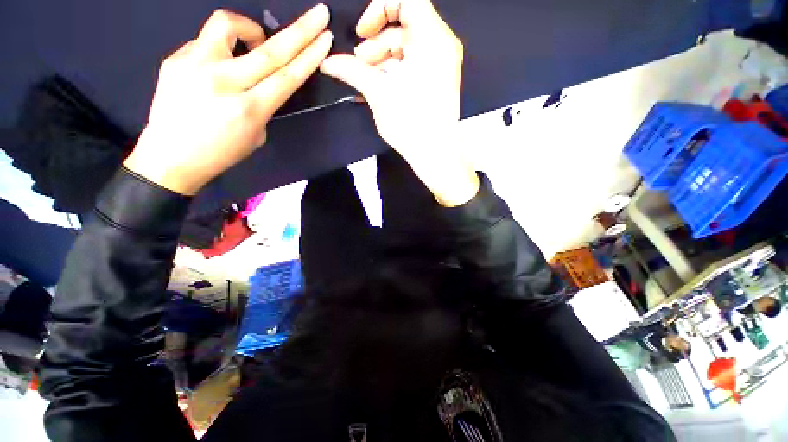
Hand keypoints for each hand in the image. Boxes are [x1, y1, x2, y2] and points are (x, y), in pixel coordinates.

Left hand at [124, 6, 332, 194]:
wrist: (170, 158)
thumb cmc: (221, 153)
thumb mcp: (256, 134)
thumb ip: (264, 104)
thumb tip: (264, 79)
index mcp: (249, 109)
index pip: (287, 76)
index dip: (309, 56)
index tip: (325, 38)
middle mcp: (223, 82)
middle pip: (270, 50)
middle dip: (300, 30)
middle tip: (318, 14)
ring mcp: (195, 65)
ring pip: (229, 25)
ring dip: (251, 28)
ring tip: (254, 41)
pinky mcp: (175, 59)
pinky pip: (207, 41)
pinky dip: (223, 47)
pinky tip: (221, 64)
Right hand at [320, 0, 478, 206]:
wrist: (436, 154)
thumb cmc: (411, 123)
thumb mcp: (379, 93)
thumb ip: (352, 70)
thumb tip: (328, 62)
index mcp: (432, 39)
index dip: (379, 9)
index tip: (362, 33)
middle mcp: (442, 45)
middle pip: (403, 26)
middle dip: (376, 43)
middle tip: (360, 65)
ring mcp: (442, 64)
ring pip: (407, 48)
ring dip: (382, 60)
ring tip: (366, 81)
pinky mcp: (438, 80)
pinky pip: (413, 65)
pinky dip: (394, 71)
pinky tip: (378, 87)